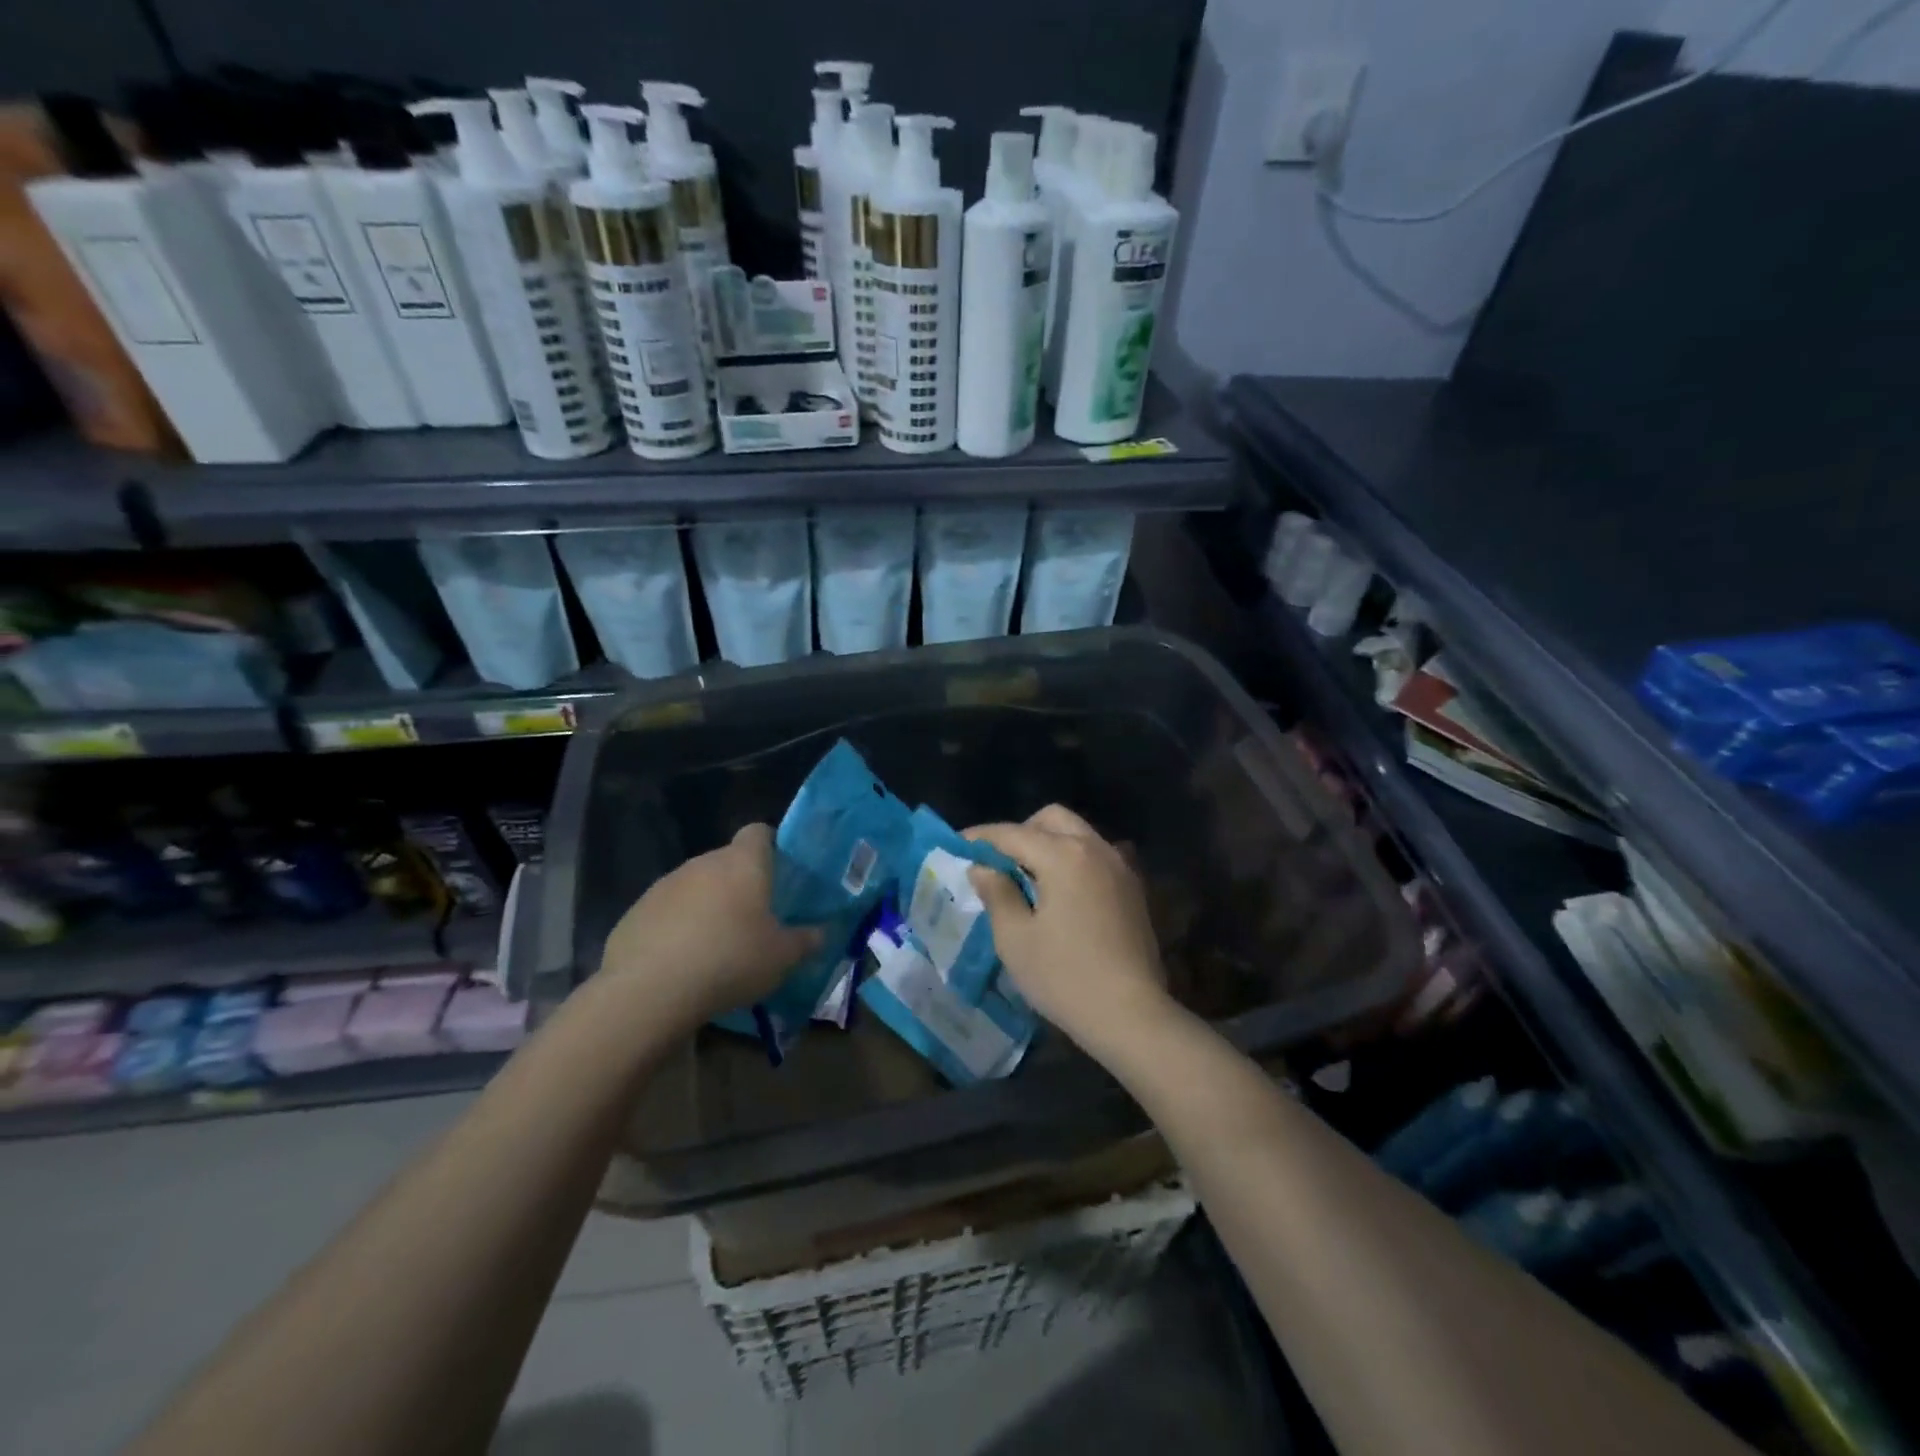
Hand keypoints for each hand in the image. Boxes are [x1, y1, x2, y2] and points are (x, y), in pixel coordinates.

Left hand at [598, 823, 820, 1033]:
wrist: (649, 991)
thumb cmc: (730, 960)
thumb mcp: (782, 957)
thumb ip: (806, 941)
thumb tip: (821, 933)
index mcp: (742, 863)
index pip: (759, 832)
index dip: (771, 847)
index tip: (780, 874)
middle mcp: (703, 863)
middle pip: (727, 862)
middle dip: (740, 885)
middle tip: (754, 920)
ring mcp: (664, 886)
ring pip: (695, 887)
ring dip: (707, 907)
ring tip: (716, 946)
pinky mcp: (636, 912)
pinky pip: (666, 912)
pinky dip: (676, 929)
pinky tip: (682, 963)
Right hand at [965, 805, 1172, 1053]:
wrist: (1131, 1014)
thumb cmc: (1064, 976)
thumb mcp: (1015, 938)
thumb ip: (997, 893)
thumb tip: (984, 867)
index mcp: (1063, 855)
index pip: (1012, 833)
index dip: (981, 838)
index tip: (958, 845)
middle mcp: (1094, 848)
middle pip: (1051, 819)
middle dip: (1020, 832)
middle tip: (998, 862)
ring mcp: (1119, 866)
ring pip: (1077, 834)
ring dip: (1048, 844)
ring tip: (1027, 878)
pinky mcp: (1133, 888)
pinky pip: (1096, 856)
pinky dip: (1073, 860)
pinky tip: (1061, 893)